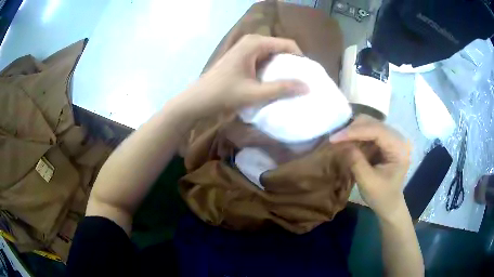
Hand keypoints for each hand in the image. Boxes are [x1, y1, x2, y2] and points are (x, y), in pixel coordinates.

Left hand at [177, 34, 307, 116]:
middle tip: (301, 81)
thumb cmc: (223, 94)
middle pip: (281, 48)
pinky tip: (275, 82)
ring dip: (282, 68)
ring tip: (291, 84)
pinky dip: (271, 70)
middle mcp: (252, 41)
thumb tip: (307, 87)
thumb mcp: (254, 93)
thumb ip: (281, 88)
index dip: (300, 59)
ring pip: (273, 54)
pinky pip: (264, 59)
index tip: (307, 75)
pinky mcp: (242, 57)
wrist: (198, 99)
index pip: (288, 44)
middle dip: (292, 64)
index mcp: (255, 43)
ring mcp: (246, 48)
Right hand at [330, 115, 410, 217]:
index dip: (354, 132)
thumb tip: (342, 144)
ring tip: (339, 140)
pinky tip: (347, 143)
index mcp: (399, 148)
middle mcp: (398, 137)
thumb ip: (356, 161)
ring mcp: (392, 138)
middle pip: (373, 123)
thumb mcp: (367, 181)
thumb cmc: (381, 196)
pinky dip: (356, 136)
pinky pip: (368, 132)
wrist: (390, 204)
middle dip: (352, 129)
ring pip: (369, 124)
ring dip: (353, 132)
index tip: (334, 138)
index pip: (376, 131)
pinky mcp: (385, 141)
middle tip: (334, 138)